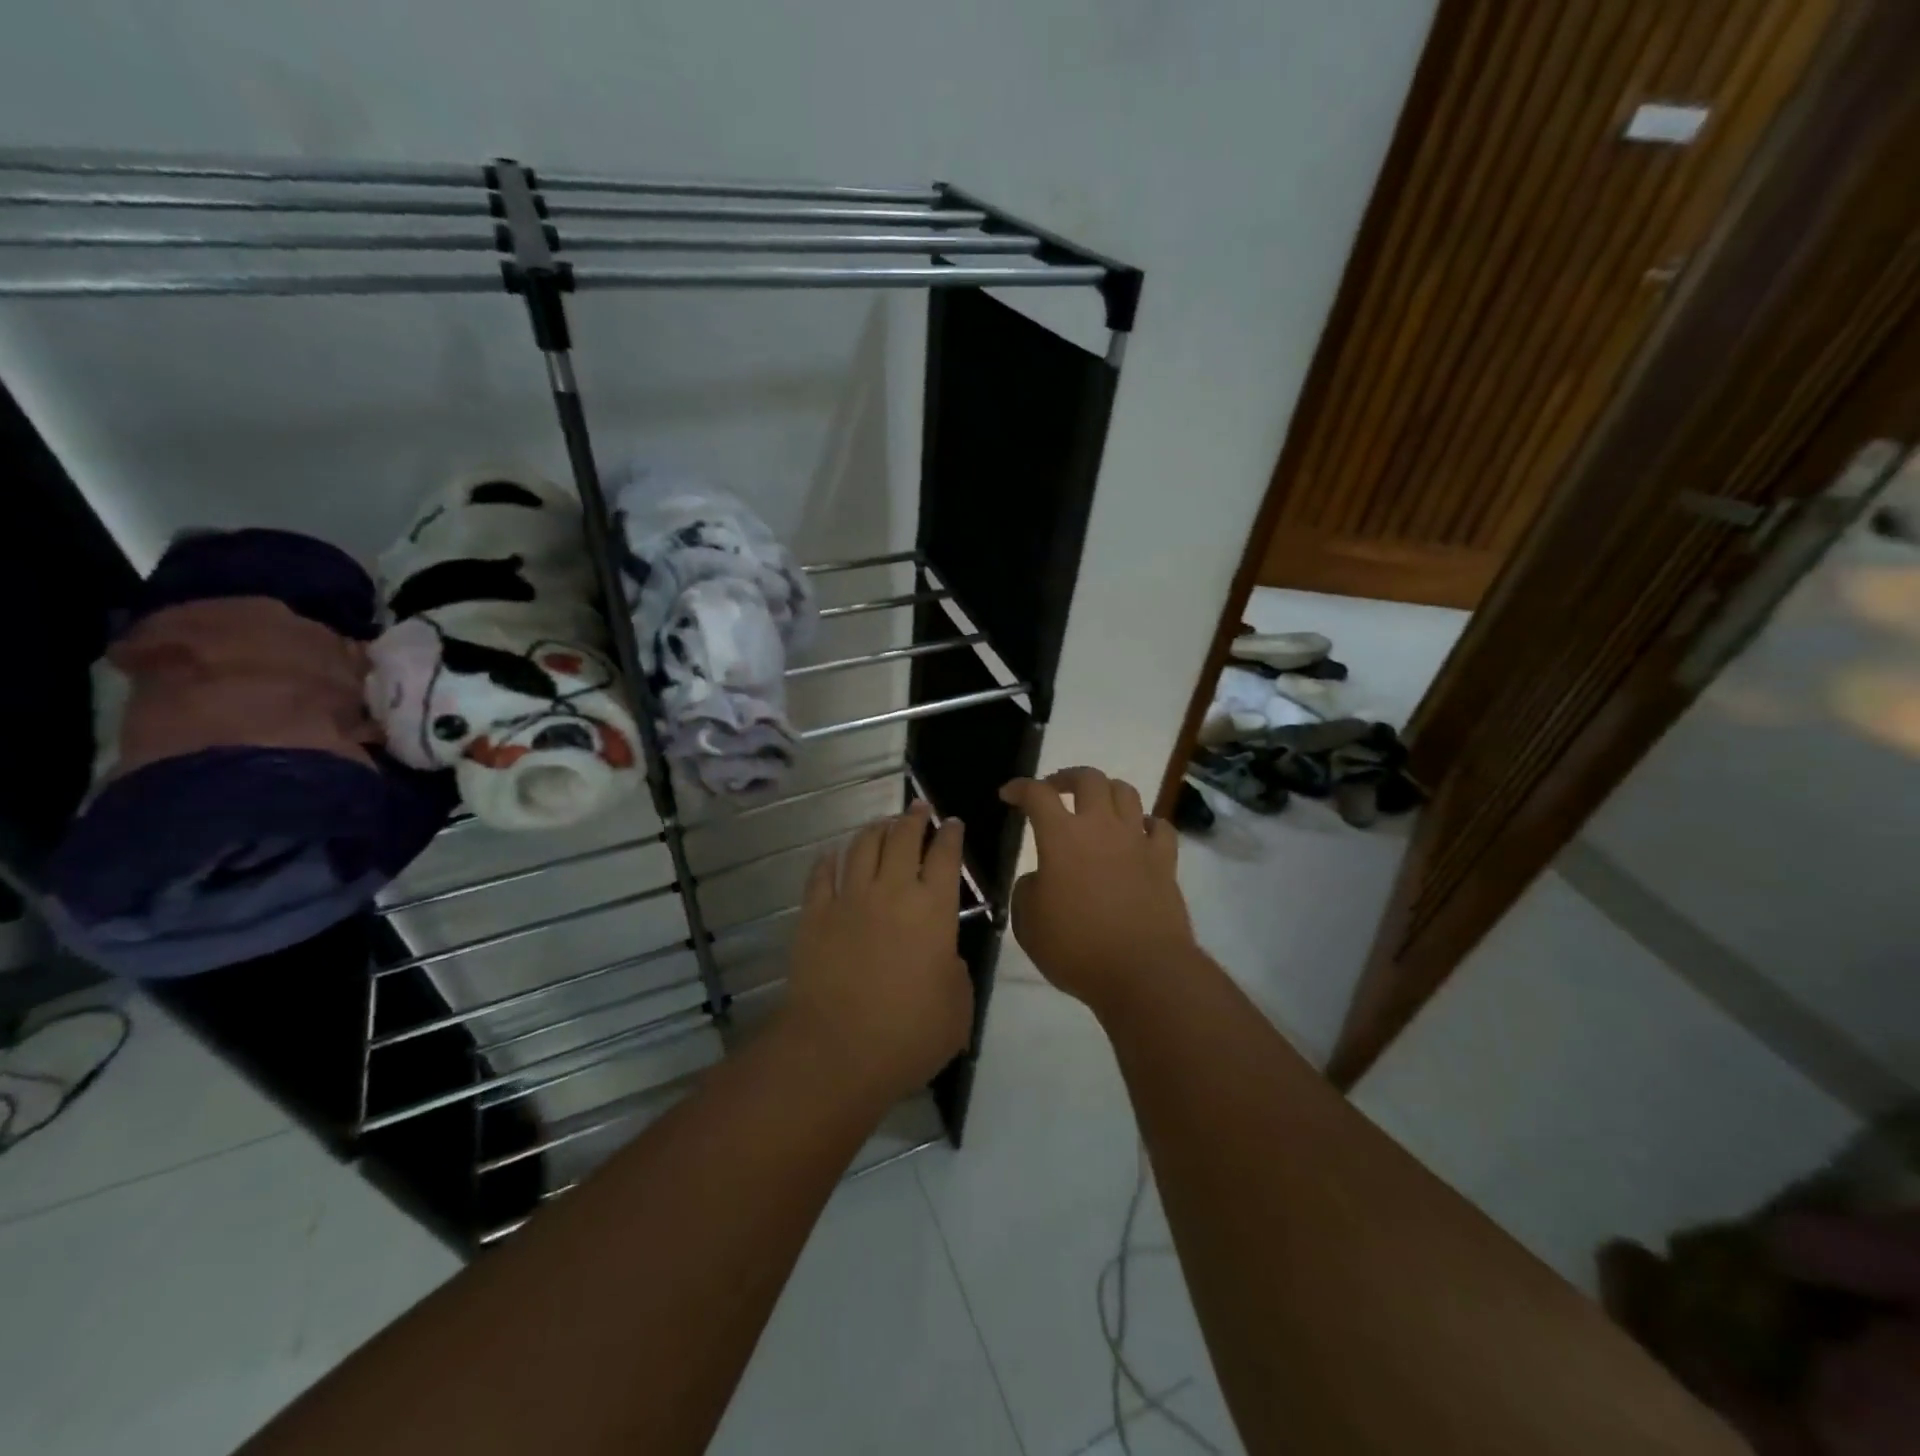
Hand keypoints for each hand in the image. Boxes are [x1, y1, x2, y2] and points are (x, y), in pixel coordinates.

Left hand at [781, 802, 973, 1110]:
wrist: (835, 1051)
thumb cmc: (907, 1035)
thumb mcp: (957, 1010)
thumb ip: (955, 974)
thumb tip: (944, 958)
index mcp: (934, 910)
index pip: (946, 857)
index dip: (951, 835)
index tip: (952, 822)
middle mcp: (892, 892)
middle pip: (903, 839)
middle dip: (913, 818)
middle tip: (917, 808)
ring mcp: (849, 900)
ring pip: (862, 847)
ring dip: (875, 830)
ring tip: (881, 824)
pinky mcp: (814, 916)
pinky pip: (821, 876)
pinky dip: (828, 861)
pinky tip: (832, 855)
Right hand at [998, 768, 1197, 1010]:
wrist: (1143, 972)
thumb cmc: (1077, 948)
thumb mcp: (1028, 924)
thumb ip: (1027, 891)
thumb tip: (1039, 879)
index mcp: (1061, 837)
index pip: (1037, 795)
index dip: (1020, 787)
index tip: (1008, 794)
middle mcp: (1101, 827)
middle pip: (1088, 779)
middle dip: (1066, 777)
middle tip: (1054, 790)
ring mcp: (1137, 841)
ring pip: (1126, 792)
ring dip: (1106, 791)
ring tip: (1096, 806)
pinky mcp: (1164, 861)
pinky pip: (1159, 826)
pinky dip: (1145, 823)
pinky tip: (1138, 834)